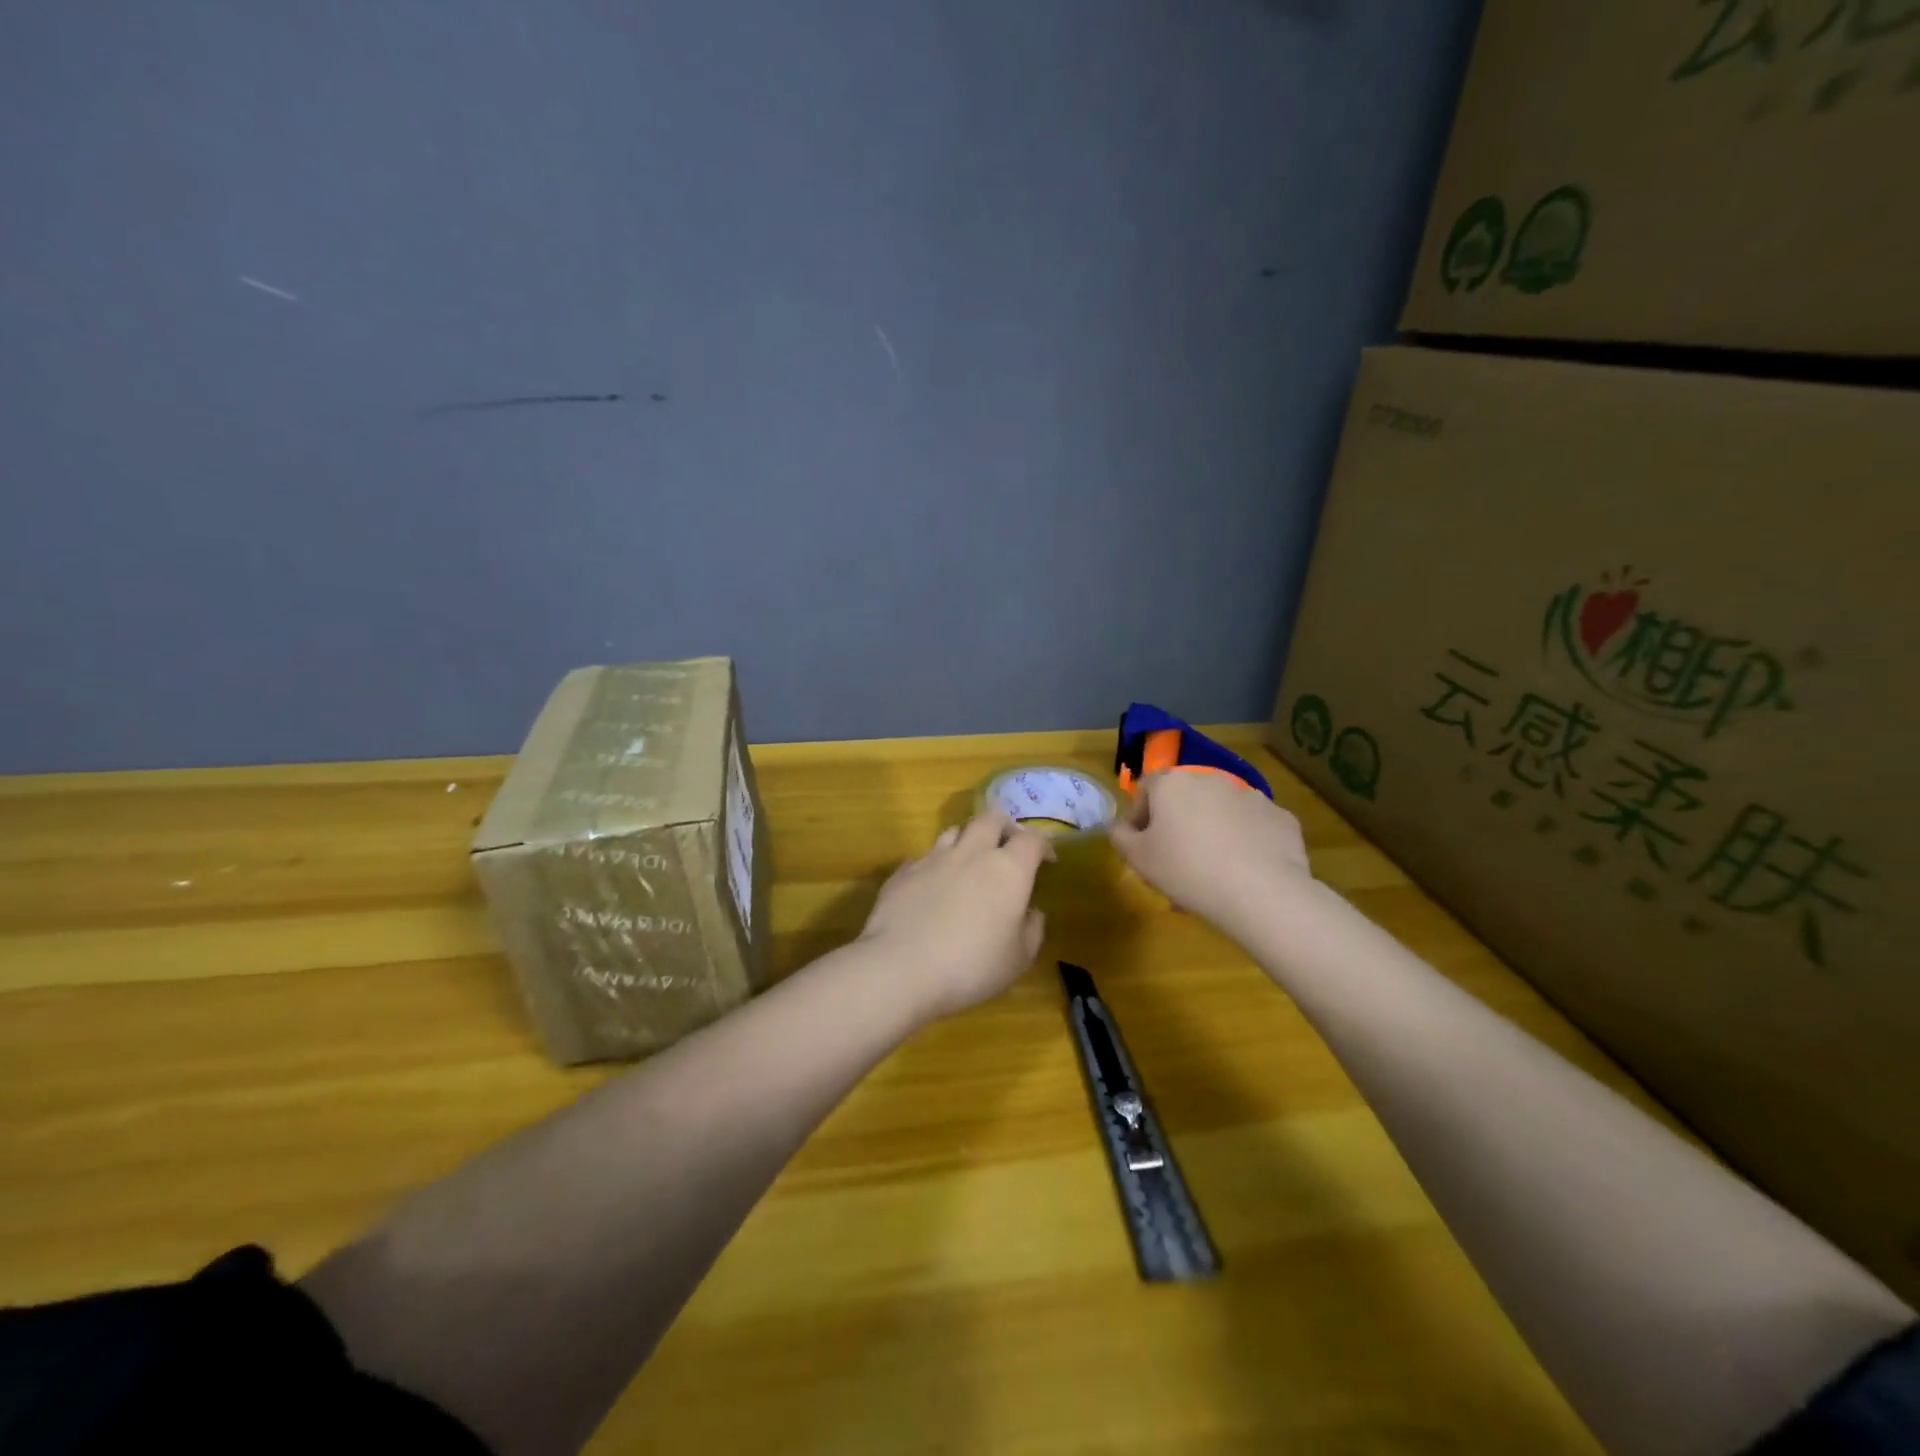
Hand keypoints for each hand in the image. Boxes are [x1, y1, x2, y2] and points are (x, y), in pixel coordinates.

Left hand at [857, 811, 1051, 1019]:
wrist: (900, 968)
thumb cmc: (971, 967)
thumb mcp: (1018, 959)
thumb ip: (1032, 930)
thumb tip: (1032, 912)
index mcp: (1008, 870)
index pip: (1032, 839)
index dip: (1043, 845)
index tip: (1046, 860)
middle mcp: (972, 853)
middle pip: (991, 818)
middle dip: (1004, 827)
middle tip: (1007, 846)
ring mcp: (933, 858)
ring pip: (955, 830)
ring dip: (967, 840)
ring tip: (969, 861)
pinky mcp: (903, 871)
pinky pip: (924, 856)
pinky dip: (935, 864)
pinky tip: (932, 886)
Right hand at [1107, 771, 1310, 933]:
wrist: (1261, 893)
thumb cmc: (1186, 870)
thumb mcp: (1138, 859)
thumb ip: (1120, 836)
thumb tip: (1119, 826)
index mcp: (1172, 783)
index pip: (1145, 789)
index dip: (1139, 817)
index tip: (1143, 846)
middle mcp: (1211, 778)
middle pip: (1184, 798)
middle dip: (1178, 823)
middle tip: (1176, 861)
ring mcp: (1250, 795)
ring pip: (1220, 811)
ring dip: (1211, 830)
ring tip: (1213, 870)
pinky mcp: (1280, 816)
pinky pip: (1253, 826)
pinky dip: (1246, 841)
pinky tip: (1244, 870)